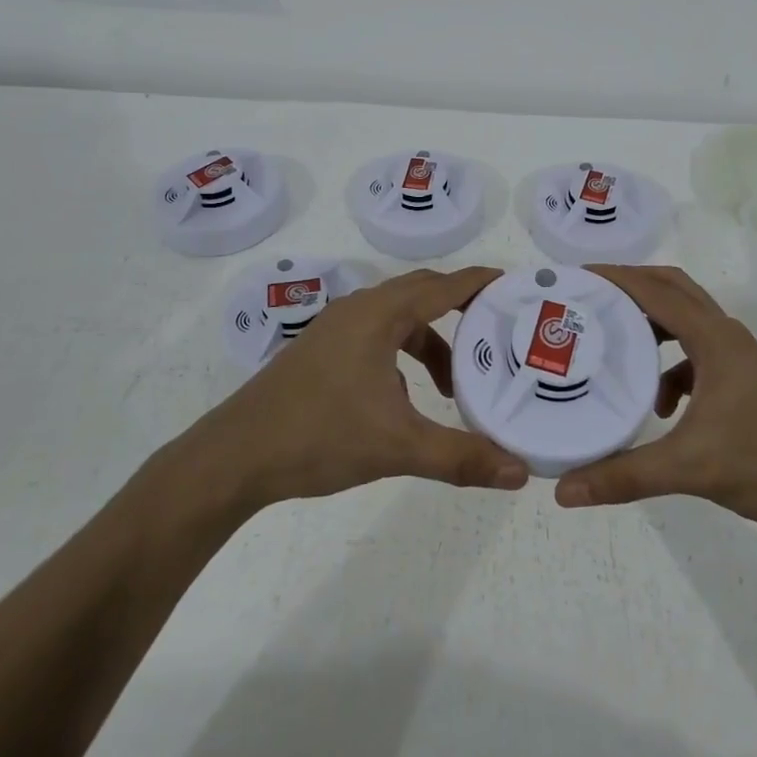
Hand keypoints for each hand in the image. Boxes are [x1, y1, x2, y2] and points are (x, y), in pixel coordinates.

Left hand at [191, 265, 528, 509]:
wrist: (235, 456)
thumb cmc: (319, 436)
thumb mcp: (397, 446)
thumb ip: (461, 457)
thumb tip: (521, 473)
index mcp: (379, 315)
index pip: (443, 286)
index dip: (480, 283)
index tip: (516, 284)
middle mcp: (358, 309)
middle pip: (421, 293)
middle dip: (460, 309)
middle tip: (496, 329)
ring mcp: (335, 328)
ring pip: (397, 319)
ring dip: (429, 341)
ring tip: (453, 383)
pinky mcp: (322, 350)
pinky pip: (376, 335)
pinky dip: (402, 354)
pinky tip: (405, 399)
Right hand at [554, 265, 756, 544]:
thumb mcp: (689, 468)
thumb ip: (625, 475)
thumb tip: (564, 490)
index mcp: (715, 339)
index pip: (657, 291)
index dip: (616, 278)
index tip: (576, 276)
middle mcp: (727, 337)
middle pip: (674, 291)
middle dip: (632, 288)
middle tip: (590, 297)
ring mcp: (739, 359)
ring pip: (687, 323)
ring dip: (652, 326)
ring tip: (613, 340)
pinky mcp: (745, 382)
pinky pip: (697, 357)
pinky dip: (671, 369)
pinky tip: (661, 408)